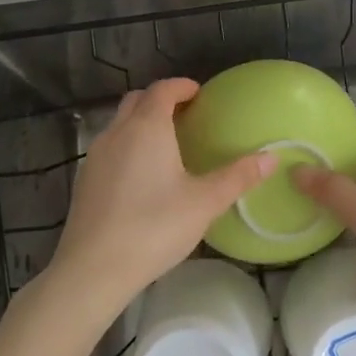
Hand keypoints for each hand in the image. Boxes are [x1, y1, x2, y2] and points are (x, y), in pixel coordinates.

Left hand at [45, 78, 274, 319]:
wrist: (93, 268)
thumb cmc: (154, 227)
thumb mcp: (204, 203)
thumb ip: (238, 177)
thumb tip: (271, 157)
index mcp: (147, 128)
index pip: (162, 90)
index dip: (181, 86)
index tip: (198, 93)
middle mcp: (117, 132)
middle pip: (136, 100)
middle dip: (159, 100)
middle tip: (185, 115)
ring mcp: (95, 156)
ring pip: (119, 124)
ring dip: (141, 123)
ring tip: (166, 144)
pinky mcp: (84, 180)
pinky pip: (109, 148)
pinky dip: (127, 146)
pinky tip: (141, 175)